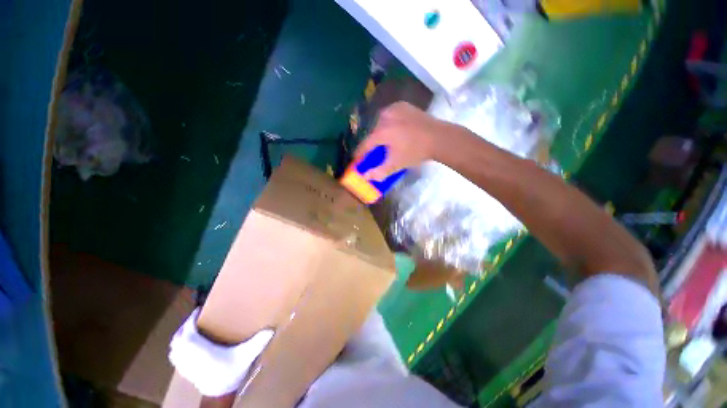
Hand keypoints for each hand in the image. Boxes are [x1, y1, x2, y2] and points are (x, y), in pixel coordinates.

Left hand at [169, 308, 273, 396]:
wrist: (220, 394)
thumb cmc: (231, 372)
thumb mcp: (246, 356)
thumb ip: (258, 342)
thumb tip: (271, 329)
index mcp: (201, 350)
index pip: (188, 332)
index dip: (190, 320)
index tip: (198, 310)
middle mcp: (189, 356)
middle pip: (178, 338)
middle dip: (184, 326)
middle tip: (195, 318)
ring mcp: (185, 364)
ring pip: (174, 347)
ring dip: (179, 336)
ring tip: (189, 330)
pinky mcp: (184, 371)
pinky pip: (175, 356)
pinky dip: (177, 348)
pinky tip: (185, 347)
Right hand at [353, 102, 448, 180]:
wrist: (439, 137)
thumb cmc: (416, 152)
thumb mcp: (396, 164)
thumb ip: (379, 171)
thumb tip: (365, 176)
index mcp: (381, 132)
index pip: (365, 144)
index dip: (359, 154)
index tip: (357, 160)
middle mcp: (384, 117)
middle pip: (373, 133)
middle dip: (372, 143)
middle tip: (375, 152)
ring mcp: (394, 108)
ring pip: (380, 122)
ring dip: (380, 132)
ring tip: (386, 141)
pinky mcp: (403, 105)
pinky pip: (390, 114)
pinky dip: (389, 122)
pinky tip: (394, 129)